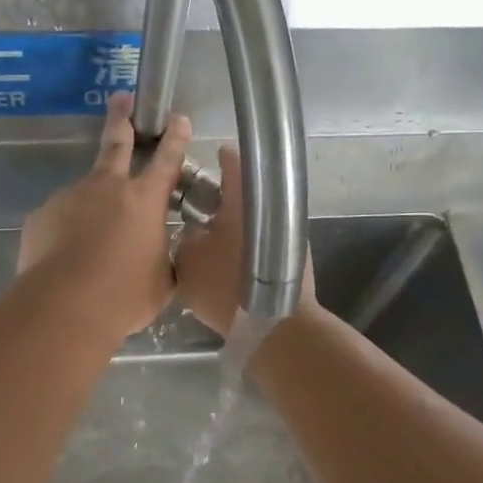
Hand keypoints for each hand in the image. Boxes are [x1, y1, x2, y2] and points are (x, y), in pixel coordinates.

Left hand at [17, 93, 191, 340]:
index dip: (175, 137)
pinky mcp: (42, 214)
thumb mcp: (161, 280)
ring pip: (86, 190)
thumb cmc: (123, 296)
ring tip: (91, 241)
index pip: (167, 160)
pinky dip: (66, 230)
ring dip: (92, 203)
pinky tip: (66, 256)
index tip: (178, 118)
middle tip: (121, 98)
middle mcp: (108, 187)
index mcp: (145, 200)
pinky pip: (60, 217)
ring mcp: (71, 196)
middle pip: (116, 143)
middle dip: (121, 118)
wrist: (63, 307)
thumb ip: (161, 256)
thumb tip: (157, 252)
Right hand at [173, 146, 315, 335]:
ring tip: (214, 237)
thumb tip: (193, 232)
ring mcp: (290, 233)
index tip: (212, 156)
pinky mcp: (296, 259)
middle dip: (225, 197)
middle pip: (247, 192)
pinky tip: (233, 262)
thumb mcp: (187, 262)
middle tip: (202, 206)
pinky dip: (250, 246)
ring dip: (238, 224)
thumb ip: (185, 239)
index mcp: (244, 199)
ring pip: (257, 220)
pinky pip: (265, 243)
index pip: (234, 162)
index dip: (221, 158)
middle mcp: (271, 208)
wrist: (277, 326)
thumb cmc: (227, 287)